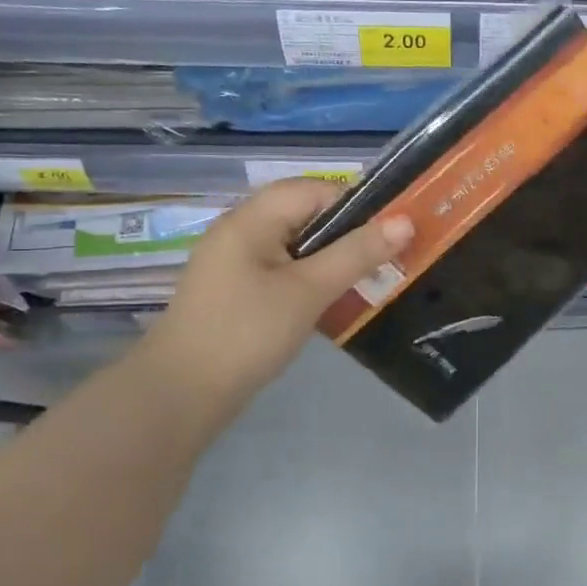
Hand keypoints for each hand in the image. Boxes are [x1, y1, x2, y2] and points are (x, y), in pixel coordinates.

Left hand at [136, 180, 413, 402]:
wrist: (181, 395)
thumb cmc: (247, 332)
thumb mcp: (309, 290)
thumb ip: (356, 253)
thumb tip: (405, 220)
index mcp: (251, 219)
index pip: (312, 190)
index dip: (354, 202)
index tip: (392, 229)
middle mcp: (240, 232)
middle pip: (303, 214)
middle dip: (348, 231)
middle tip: (386, 255)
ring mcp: (235, 263)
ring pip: (296, 244)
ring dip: (332, 256)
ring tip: (368, 277)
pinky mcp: (236, 292)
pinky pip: (283, 269)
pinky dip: (312, 277)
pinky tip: (333, 299)